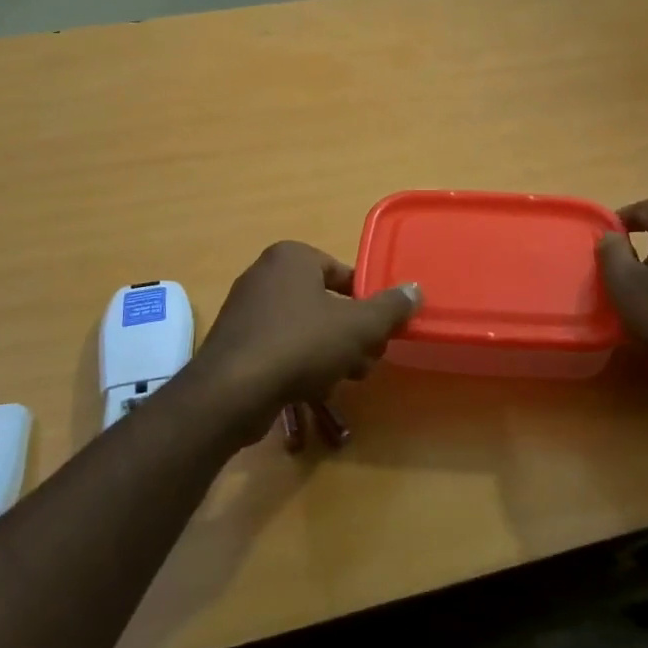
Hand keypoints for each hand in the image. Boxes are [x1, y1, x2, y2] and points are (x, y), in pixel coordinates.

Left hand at [191, 242, 420, 450]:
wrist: (232, 390)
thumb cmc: (301, 345)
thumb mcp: (358, 326)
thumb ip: (390, 308)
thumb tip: (415, 290)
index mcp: (292, 257)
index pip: (344, 274)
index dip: (368, 304)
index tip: (380, 333)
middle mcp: (264, 274)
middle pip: (325, 303)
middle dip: (350, 335)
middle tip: (365, 362)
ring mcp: (245, 309)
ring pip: (305, 329)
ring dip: (330, 354)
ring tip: (343, 380)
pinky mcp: (235, 343)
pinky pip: (280, 347)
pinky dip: (299, 365)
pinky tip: (310, 390)